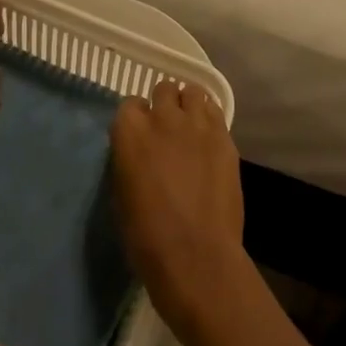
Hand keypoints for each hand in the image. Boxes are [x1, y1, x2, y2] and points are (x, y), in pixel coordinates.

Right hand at [113, 80, 246, 343]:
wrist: (196, 255)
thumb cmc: (147, 236)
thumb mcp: (121, 193)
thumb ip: (129, 160)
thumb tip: (138, 153)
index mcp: (129, 132)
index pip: (130, 104)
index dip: (137, 119)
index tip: (141, 135)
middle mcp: (163, 118)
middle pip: (164, 89)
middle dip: (164, 104)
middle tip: (167, 128)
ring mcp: (197, 124)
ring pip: (193, 92)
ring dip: (189, 104)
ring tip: (191, 125)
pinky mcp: (224, 137)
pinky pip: (215, 111)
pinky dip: (210, 118)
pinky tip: (208, 138)